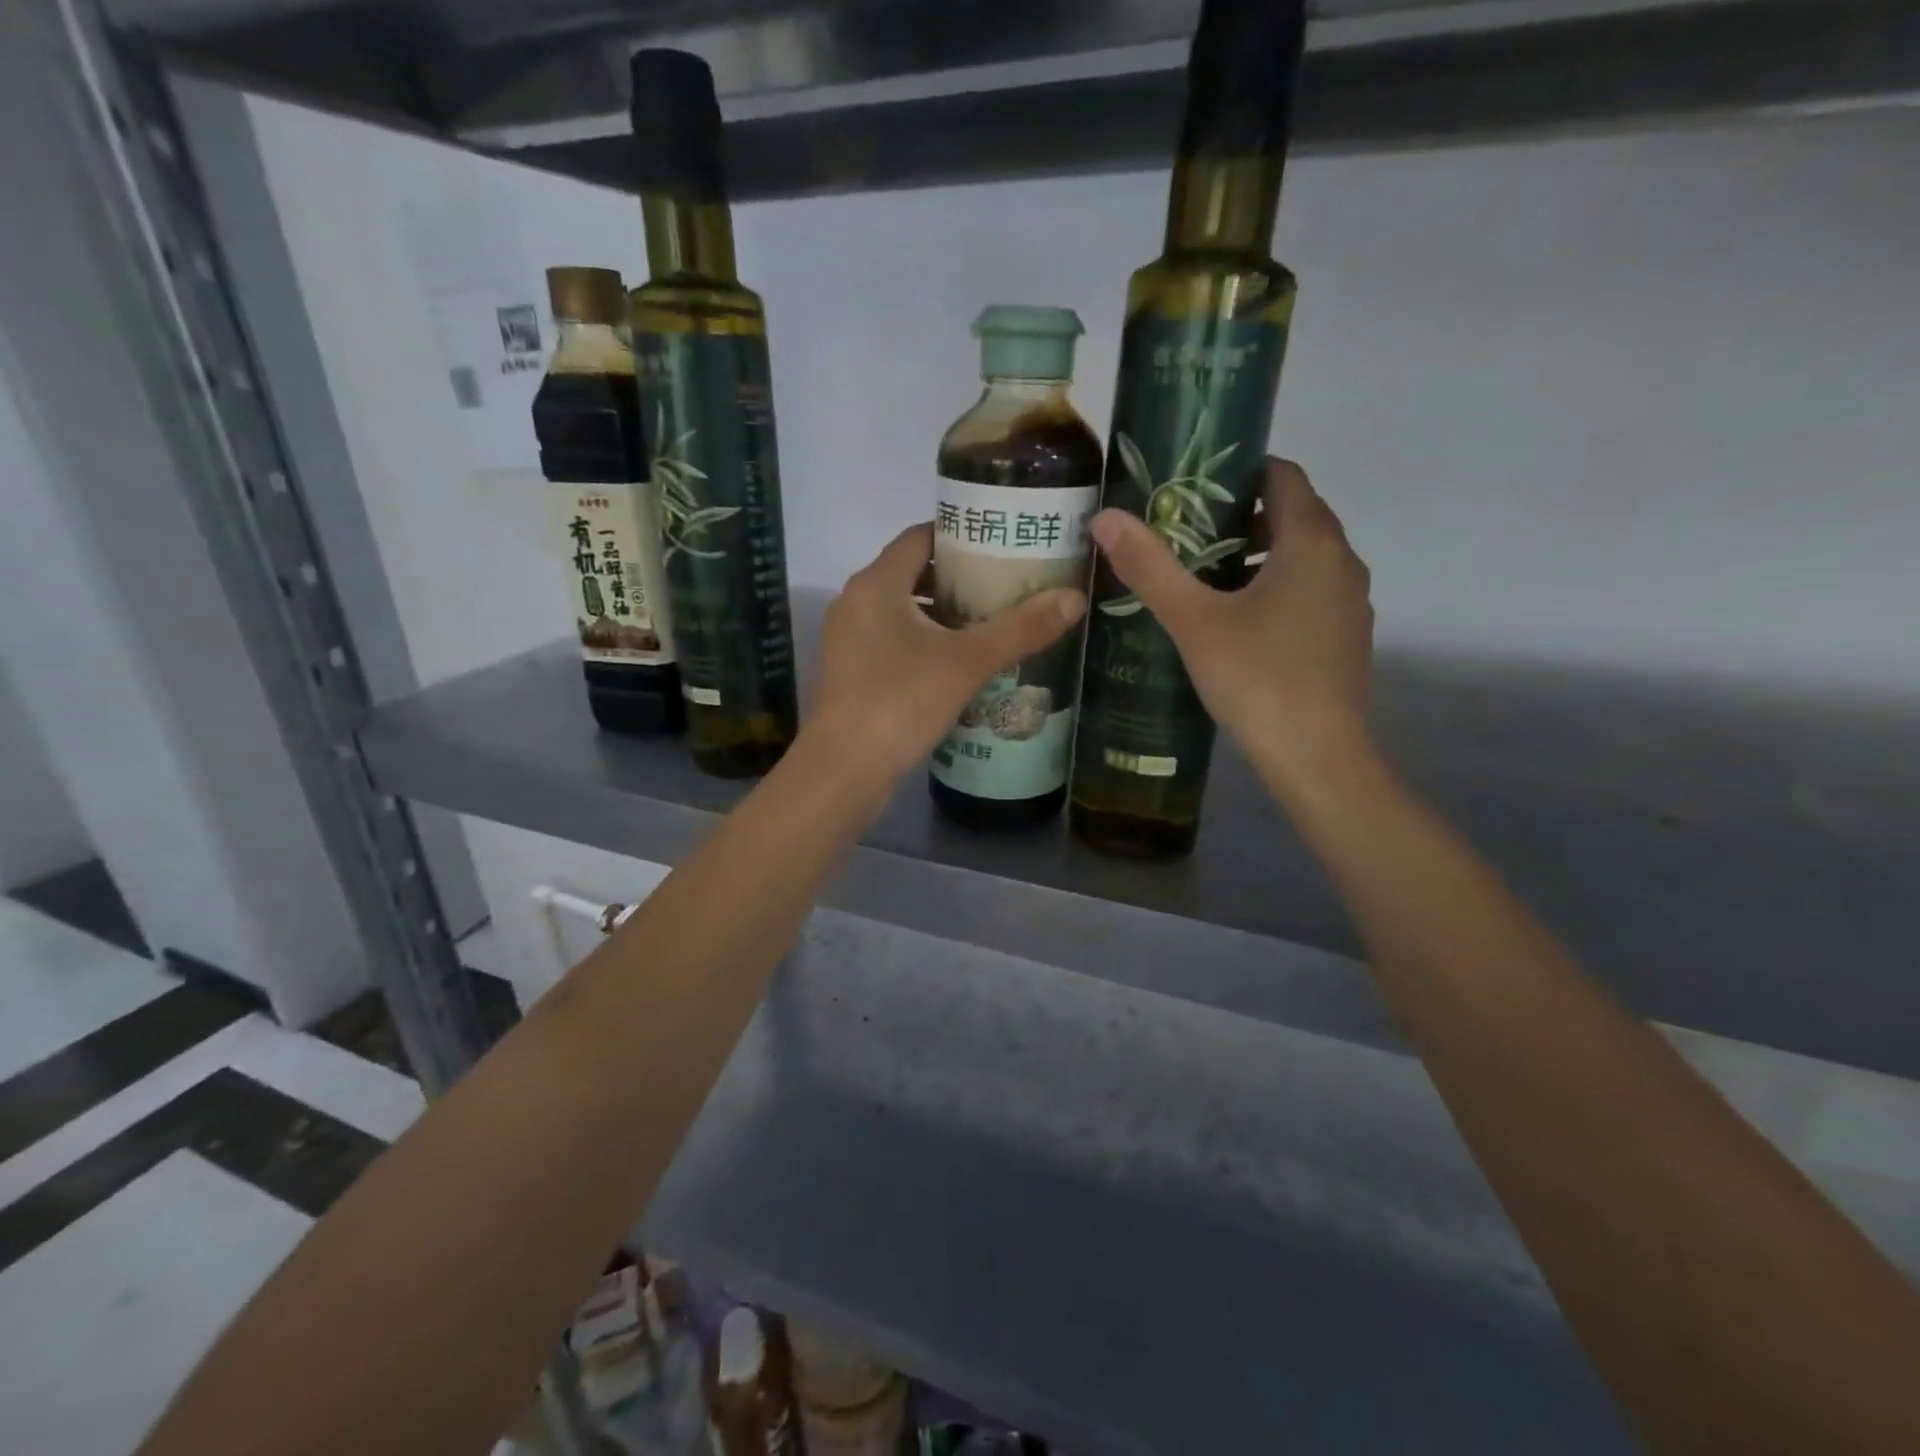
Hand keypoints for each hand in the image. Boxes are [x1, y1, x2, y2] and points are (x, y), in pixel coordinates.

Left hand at [808, 523, 1086, 783]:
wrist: (844, 770)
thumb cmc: (901, 702)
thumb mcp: (968, 662)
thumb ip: (1021, 629)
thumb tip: (1075, 598)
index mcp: (876, 583)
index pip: (921, 536)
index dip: (962, 534)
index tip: (1001, 545)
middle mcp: (855, 602)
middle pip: (912, 572)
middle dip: (959, 577)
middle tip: (1006, 585)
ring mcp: (848, 639)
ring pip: (902, 610)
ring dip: (942, 613)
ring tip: (990, 623)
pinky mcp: (850, 672)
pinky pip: (892, 640)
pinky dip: (924, 641)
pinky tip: (958, 663)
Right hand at [1089, 457, 1374, 801]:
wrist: (1316, 756)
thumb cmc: (1256, 678)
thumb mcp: (1193, 620)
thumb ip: (1149, 567)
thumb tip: (1104, 518)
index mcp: (1311, 540)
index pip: (1282, 475)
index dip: (1237, 473)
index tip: (1190, 490)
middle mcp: (1342, 559)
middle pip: (1292, 514)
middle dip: (1239, 518)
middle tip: (1183, 536)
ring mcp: (1350, 600)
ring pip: (1302, 557)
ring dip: (1257, 556)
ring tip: (1203, 580)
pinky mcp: (1346, 636)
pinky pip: (1309, 591)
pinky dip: (1275, 589)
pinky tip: (1236, 624)